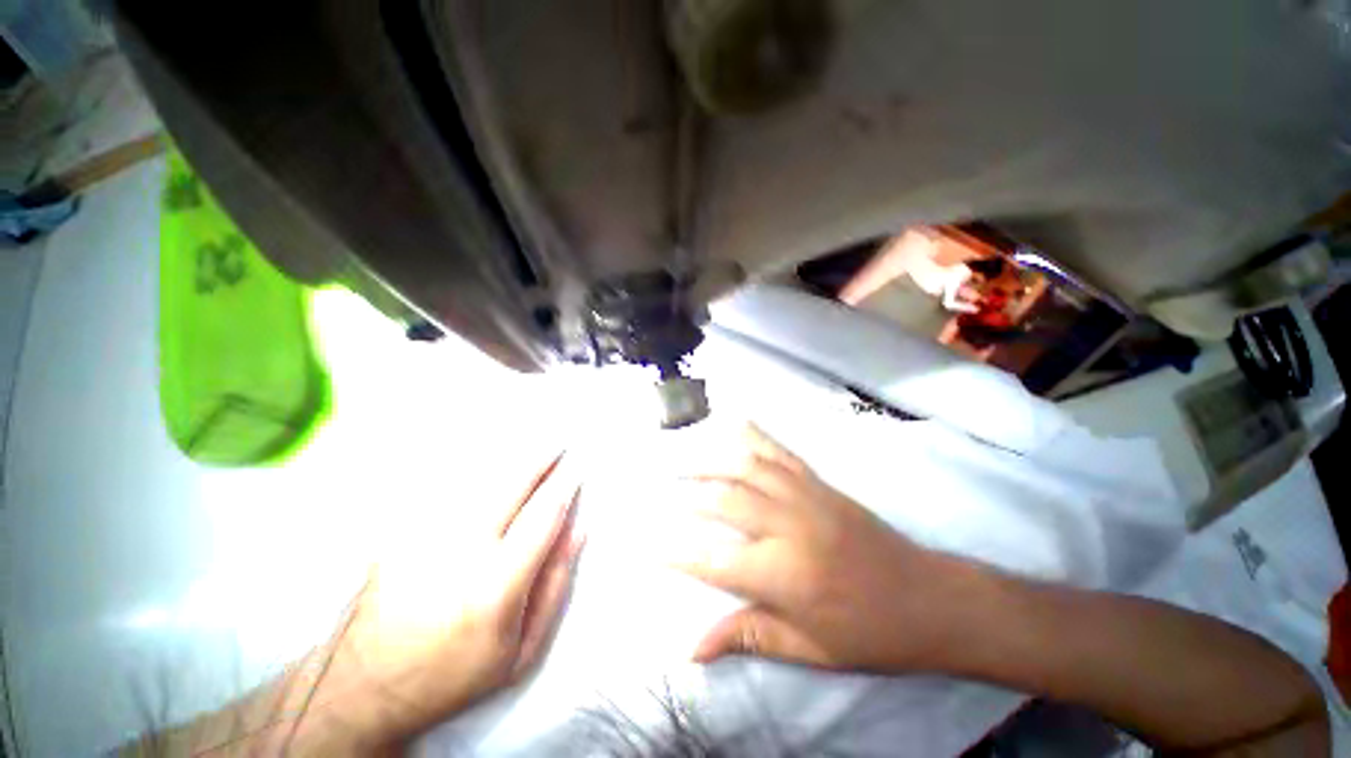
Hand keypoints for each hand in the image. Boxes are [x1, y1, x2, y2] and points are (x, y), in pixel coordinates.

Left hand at [325, 452, 584, 744]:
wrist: (365, 686)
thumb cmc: (453, 673)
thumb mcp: (519, 651)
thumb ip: (554, 587)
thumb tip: (577, 532)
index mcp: (495, 587)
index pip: (543, 516)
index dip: (564, 486)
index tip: (577, 468)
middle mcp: (459, 552)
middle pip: (512, 485)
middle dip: (540, 459)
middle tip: (558, 444)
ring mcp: (424, 538)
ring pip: (479, 479)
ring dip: (510, 458)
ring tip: (531, 444)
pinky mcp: (401, 532)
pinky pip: (445, 488)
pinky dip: (472, 469)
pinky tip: (487, 463)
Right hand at [671, 425, 964, 672]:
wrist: (929, 598)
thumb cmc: (868, 633)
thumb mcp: (808, 650)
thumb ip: (747, 637)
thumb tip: (692, 648)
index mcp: (784, 574)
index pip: (715, 562)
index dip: (678, 554)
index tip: (650, 546)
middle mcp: (789, 526)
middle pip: (725, 501)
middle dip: (690, 495)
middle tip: (663, 492)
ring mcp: (806, 496)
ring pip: (748, 468)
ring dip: (713, 461)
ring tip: (686, 461)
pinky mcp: (820, 483)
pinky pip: (781, 453)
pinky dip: (756, 436)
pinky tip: (738, 424)